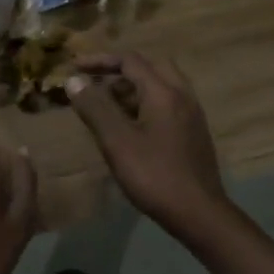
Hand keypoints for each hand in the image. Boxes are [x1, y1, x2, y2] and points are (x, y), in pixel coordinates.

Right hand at [66, 53, 231, 239]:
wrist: (199, 213)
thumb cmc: (154, 176)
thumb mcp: (117, 142)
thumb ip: (95, 108)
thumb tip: (74, 81)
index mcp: (164, 92)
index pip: (130, 61)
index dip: (100, 60)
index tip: (74, 67)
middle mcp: (182, 95)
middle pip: (150, 67)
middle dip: (119, 71)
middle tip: (95, 84)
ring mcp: (191, 114)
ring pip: (160, 86)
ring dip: (132, 88)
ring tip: (106, 105)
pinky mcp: (193, 132)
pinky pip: (167, 104)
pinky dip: (145, 103)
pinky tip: (130, 126)